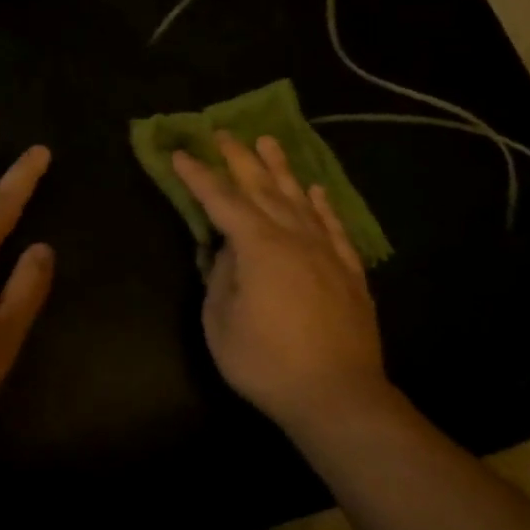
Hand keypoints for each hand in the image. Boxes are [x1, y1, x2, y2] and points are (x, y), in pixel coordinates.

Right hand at [172, 132, 391, 436]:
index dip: (199, 177)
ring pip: (299, 199)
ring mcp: (326, 252)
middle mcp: (294, 238)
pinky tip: (315, 190)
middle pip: (262, 189)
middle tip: (223, 133)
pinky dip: (321, 205)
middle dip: (239, 159)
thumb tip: (227, 252)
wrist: (338, 396)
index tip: (181, 154)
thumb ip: (221, 279)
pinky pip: (333, 226)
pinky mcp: (349, 271)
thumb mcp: (221, 324)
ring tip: (267, 142)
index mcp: (259, 247)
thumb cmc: (267, 363)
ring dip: (281, 169)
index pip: (222, 201)